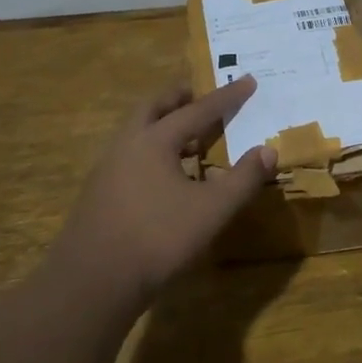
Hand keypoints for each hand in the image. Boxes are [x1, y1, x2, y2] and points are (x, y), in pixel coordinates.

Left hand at [55, 76, 276, 309]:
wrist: (93, 282)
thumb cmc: (158, 238)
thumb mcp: (211, 210)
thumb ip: (243, 179)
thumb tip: (268, 151)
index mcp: (154, 140)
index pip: (198, 110)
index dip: (227, 97)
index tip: (248, 80)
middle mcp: (126, 145)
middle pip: (154, 108)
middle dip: (180, 98)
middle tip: (200, 94)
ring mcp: (107, 169)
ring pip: (138, 133)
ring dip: (163, 124)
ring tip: (188, 135)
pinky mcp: (99, 194)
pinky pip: (130, 156)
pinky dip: (153, 151)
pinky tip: (166, 175)